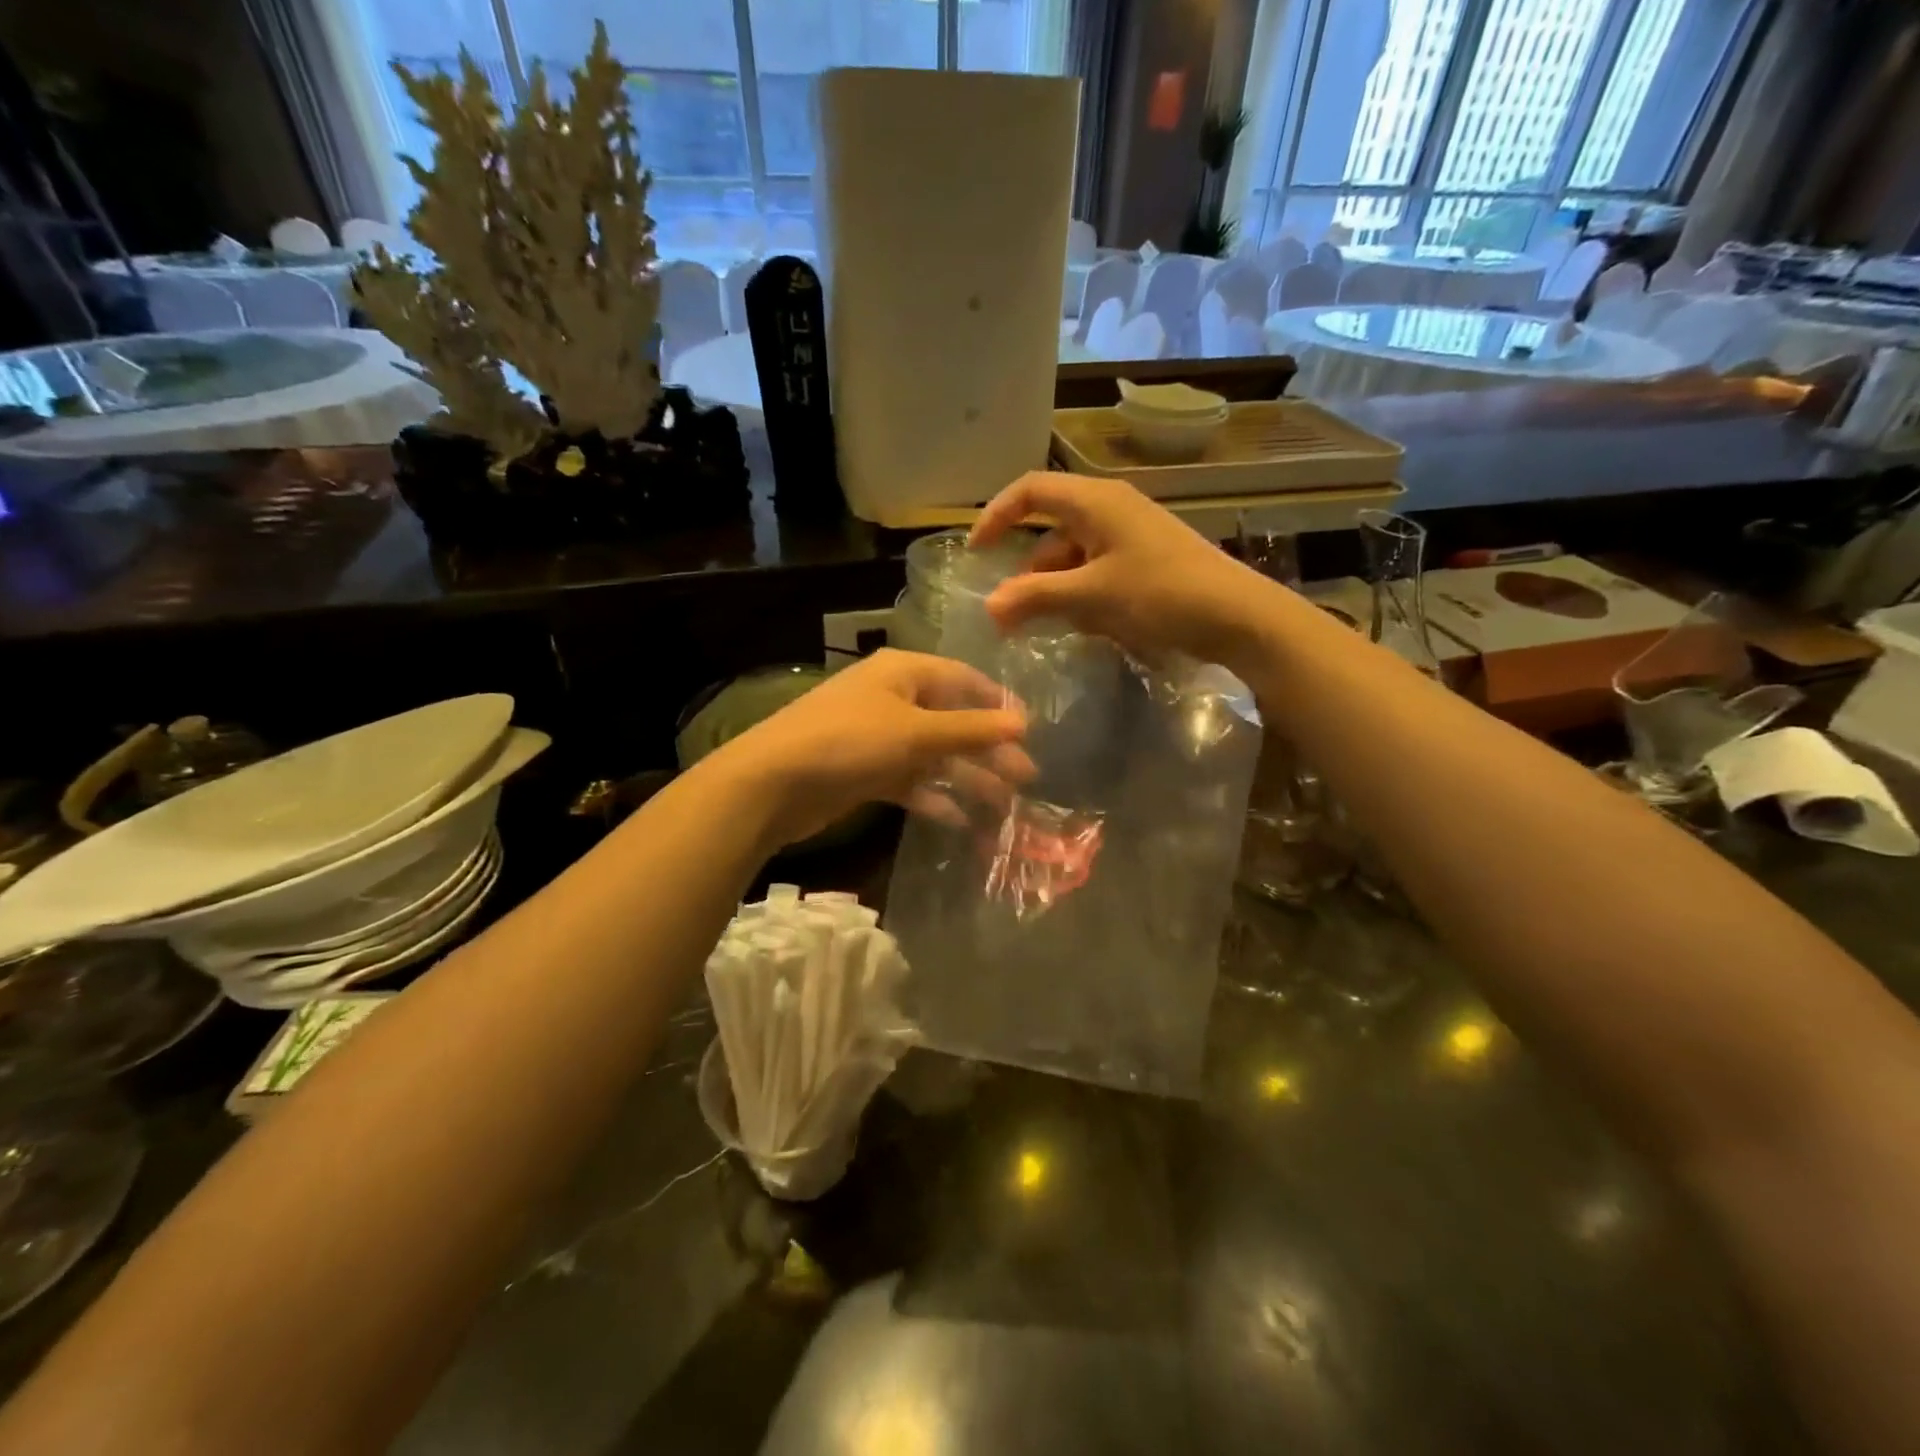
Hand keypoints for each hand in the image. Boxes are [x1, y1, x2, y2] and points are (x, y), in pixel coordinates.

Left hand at [708, 649, 1034, 848]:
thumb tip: (1023, 724)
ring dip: (966, 778)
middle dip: (988, 750)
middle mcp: (893, 699)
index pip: (963, 678)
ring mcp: (878, 737)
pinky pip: (910, 781)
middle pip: (952, 721)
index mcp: (904, 673)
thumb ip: (971, 729)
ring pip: (933, 755)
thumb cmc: (850, 741)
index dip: (997, 702)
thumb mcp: (916, 732)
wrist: (773, 783)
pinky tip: (960, 820)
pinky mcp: (866, 772)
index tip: (1030, 731)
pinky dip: (933, 798)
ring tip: (1003, 807)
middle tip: (1026, 778)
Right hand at [969, 472, 1275, 666]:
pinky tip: (1083, 625)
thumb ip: (1036, 597)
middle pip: (1050, 528)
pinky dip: (1081, 594)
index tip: (976, 553)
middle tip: (1007, 610)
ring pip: (1073, 555)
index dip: (997, 516)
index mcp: (1095, 501)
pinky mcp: (1145, 561)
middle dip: (1026, 570)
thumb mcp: (1091, 596)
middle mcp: (1111, 509)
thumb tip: (989, 607)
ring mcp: (1130, 536)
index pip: (1030, 491)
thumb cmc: (1161, 594)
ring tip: (1042, 626)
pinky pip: (1097, 571)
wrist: (1238, 617)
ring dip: (1053, 588)